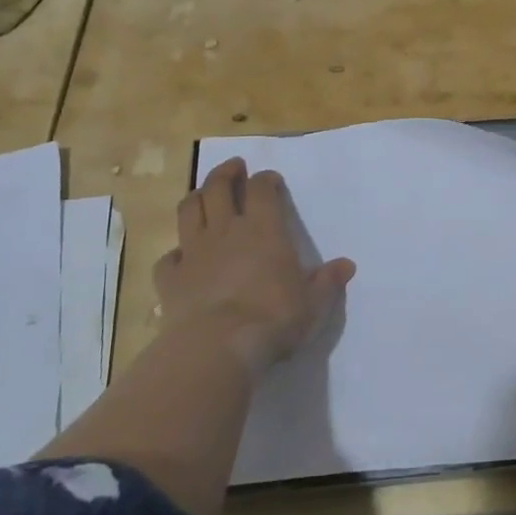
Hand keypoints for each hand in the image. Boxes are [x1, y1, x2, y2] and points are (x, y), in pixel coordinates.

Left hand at [155, 158, 355, 375]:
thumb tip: (346, 265)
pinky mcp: (170, 279)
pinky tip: (181, 258)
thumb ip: (328, 282)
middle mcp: (226, 231)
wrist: (218, 347)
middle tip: (234, 167)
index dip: (266, 180)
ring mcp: (194, 253)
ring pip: (188, 211)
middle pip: (218, 188)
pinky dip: (175, 253)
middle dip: (226, 173)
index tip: (271, 179)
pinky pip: (169, 258)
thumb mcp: (314, 303)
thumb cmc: (274, 319)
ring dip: (196, 198)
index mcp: (264, 230)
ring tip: (203, 194)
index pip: (262, 189)